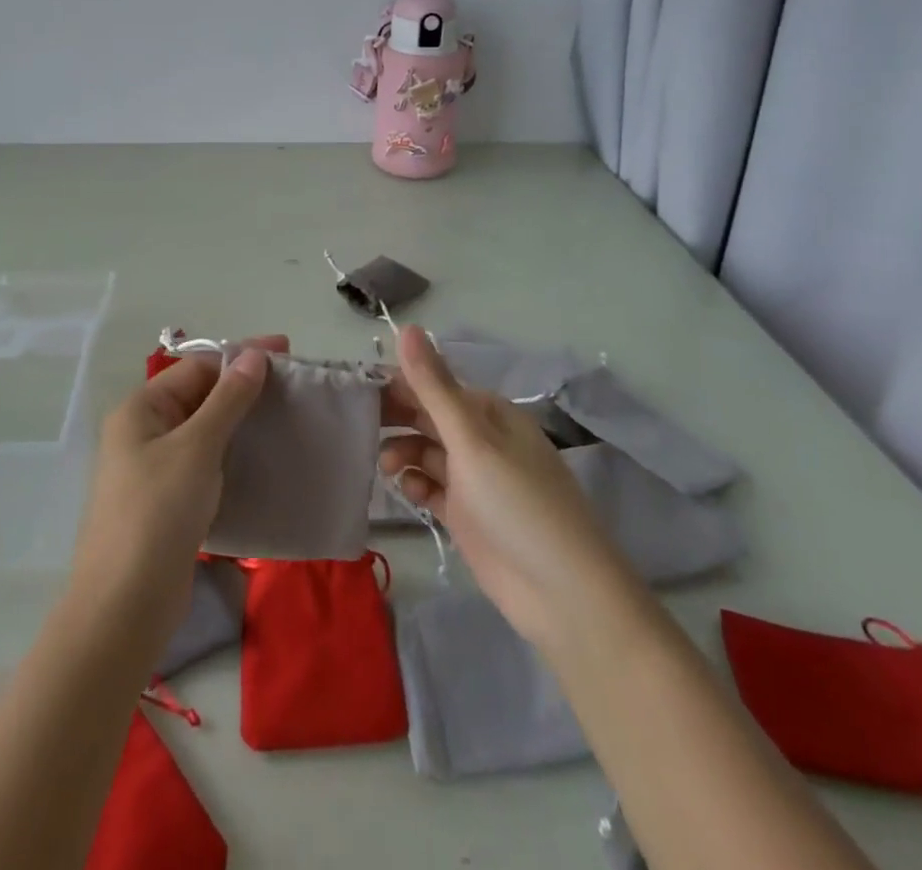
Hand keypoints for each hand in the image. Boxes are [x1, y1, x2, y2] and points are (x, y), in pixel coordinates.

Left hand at [68, 336, 280, 645]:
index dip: (240, 356)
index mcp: (140, 409)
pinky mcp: (168, 503)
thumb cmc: (158, 512)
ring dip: (242, 423)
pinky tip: (263, 460)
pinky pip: (206, 464)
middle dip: (244, 388)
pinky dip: (233, 456)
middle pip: (200, 396)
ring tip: (286, 420)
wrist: (125, 607)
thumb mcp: (197, 447)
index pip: (196, 367)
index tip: (287, 353)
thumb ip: (228, 399)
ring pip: (205, 432)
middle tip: (293, 388)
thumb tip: (254, 354)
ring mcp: (154, 470)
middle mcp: (144, 432)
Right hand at [379, 327, 613, 647]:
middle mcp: (481, 439)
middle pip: (428, 416)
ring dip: (403, 452)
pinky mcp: (467, 514)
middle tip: (357, 425)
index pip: (433, 385)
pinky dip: (416, 484)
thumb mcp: (472, 440)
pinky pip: (432, 487)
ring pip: (426, 451)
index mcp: (488, 412)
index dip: (397, 384)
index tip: (358, 390)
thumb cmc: (518, 504)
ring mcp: (474, 479)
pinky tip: (408, 491)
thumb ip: (434, 386)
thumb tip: (406, 326)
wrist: (563, 594)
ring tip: (385, 466)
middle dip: (395, 418)